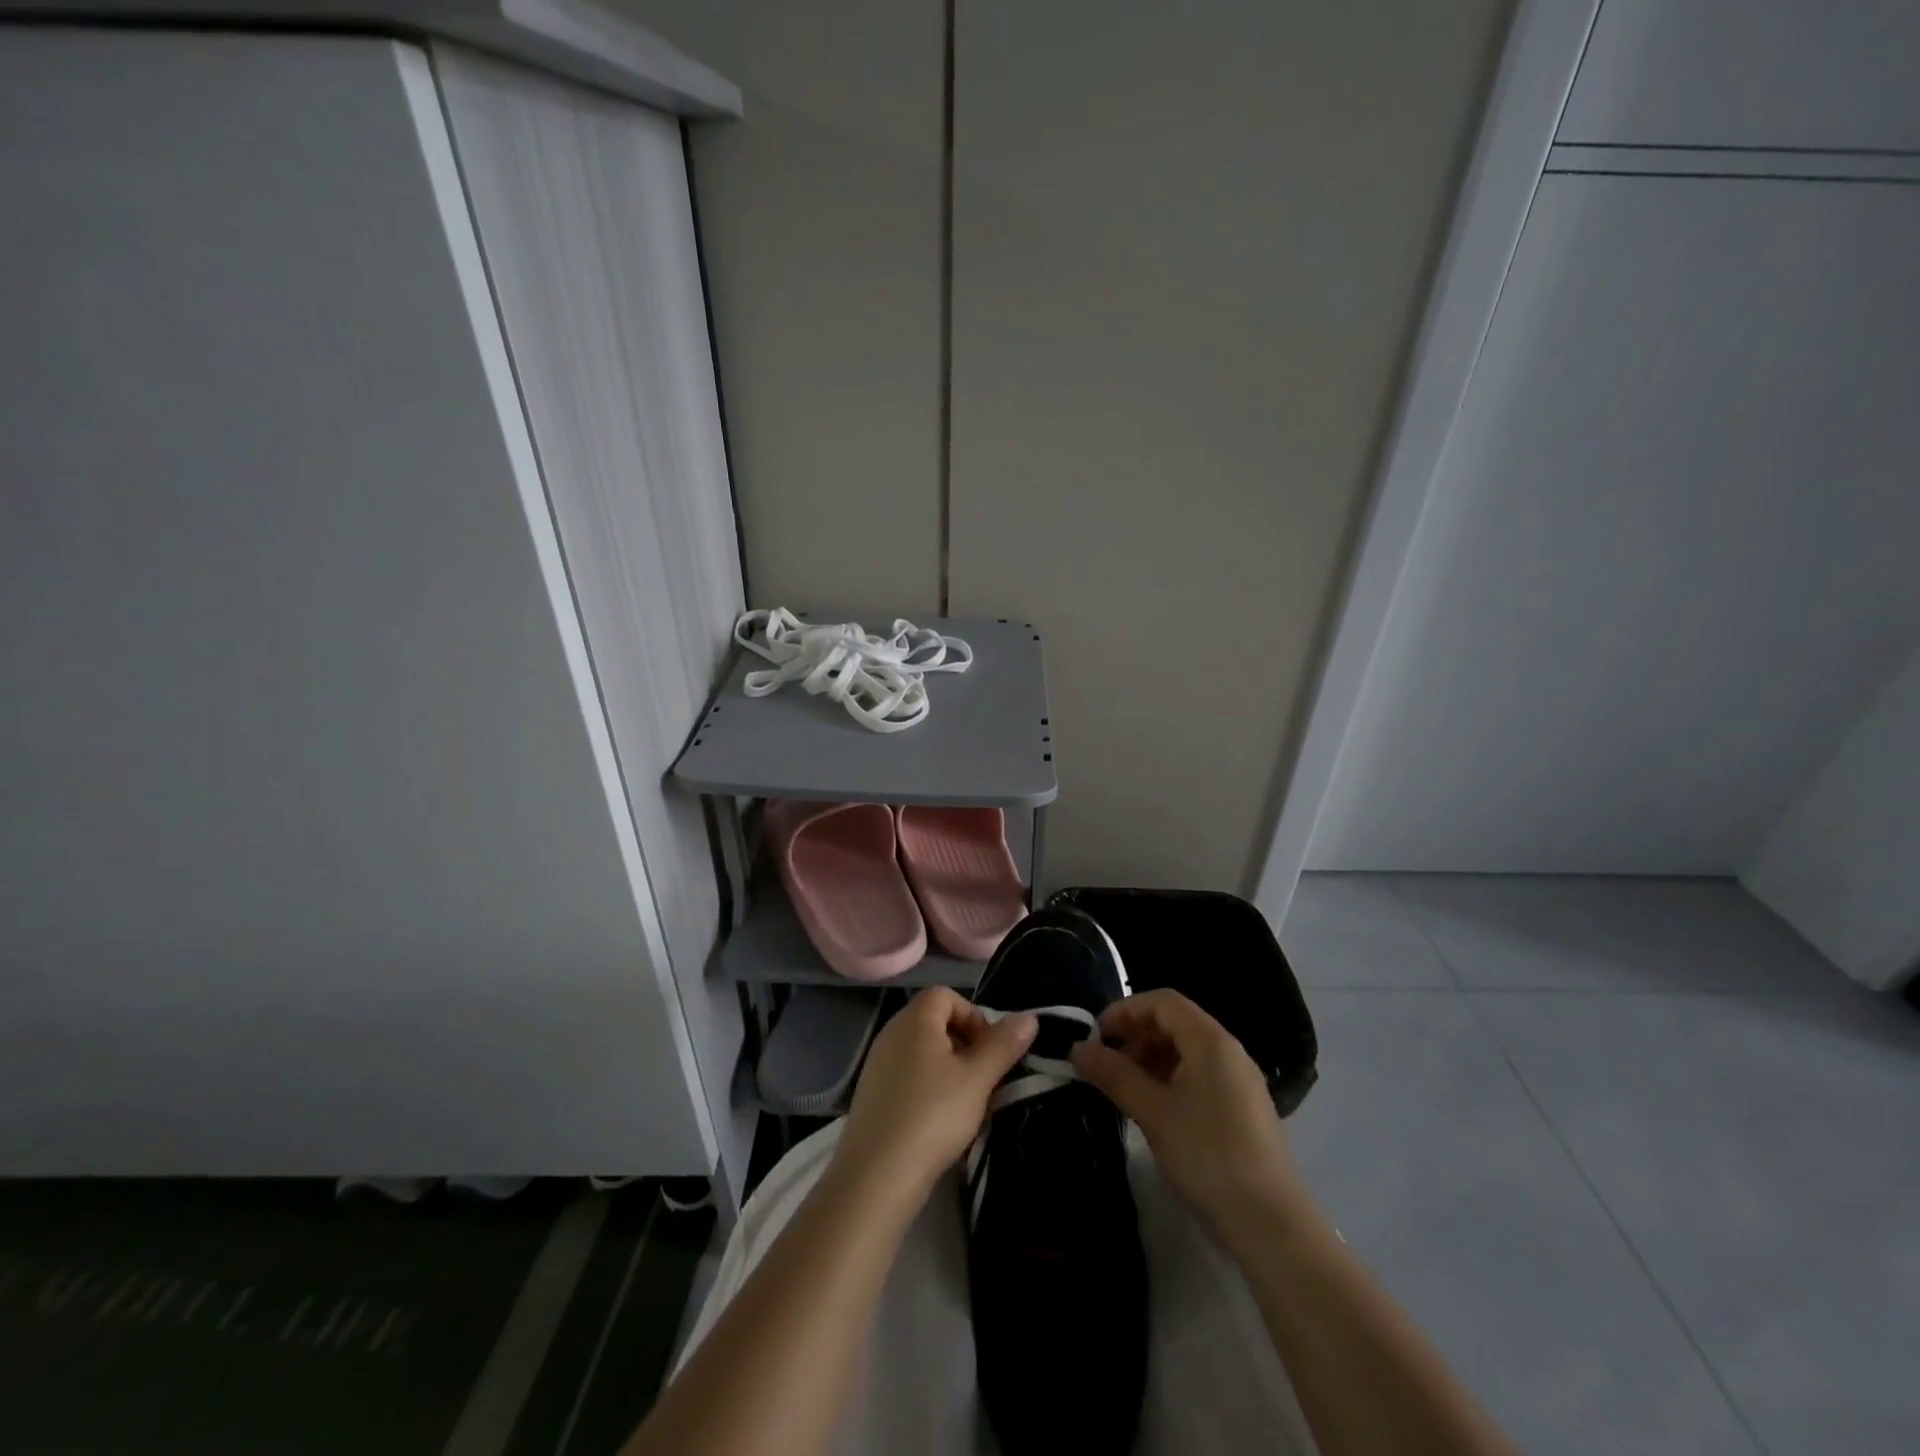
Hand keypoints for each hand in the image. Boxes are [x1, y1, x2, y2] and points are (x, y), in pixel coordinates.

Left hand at [832, 987, 1036, 1207]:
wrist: (876, 1177)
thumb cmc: (932, 1116)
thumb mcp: (978, 1079)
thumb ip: (1003, 1045)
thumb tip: (1029, 1018)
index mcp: (914, 1019)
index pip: (947, 995)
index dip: (974, 1016)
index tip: (990, 1052)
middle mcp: (891, 1033)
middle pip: (935, 1022)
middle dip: (965, 1044)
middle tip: (983, 1080)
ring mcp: (877, 1064)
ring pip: (923, 1052)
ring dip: (949, 1070)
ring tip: (965, 1105)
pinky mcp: (871, 1095)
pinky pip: (907, 1076)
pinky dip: (927, 1089)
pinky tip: (938, 1123)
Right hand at [1070, 989, 1308, 1248]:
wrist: (1269, 1222)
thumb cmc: (1206, 1154)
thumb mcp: (1152, 1111)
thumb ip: (1113, 1074)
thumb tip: (1077, 1048)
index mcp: (1210, 1040)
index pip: (1163, 1002)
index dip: (1126, 1010)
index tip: (1097, 1035)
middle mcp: (1229, 1051)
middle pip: (1176, 1022)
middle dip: (1136, 1035)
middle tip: (1107, 1063)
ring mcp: (1240, 1080)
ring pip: (1187, 1050)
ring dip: (1151, 1058)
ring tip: (1125, 1088)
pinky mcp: (1243, 1108)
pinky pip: (1200, 1075)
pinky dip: (1171, 1078)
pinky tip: (1154, 1108)